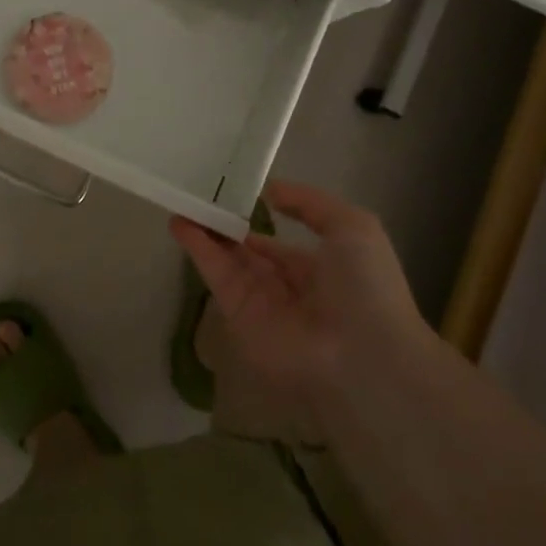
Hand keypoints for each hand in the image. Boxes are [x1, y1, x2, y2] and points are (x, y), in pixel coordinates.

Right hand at [171, 181, 431, 444]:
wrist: (362, 354)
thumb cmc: (366, 286)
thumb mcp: (351, 226)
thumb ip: (310, 203)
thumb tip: (270, 192)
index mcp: (319, 271)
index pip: (280, 247)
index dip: (259, 223)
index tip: (234, 198)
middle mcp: (287, 288)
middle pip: (247, 254)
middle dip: (225, 227)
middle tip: (200, 196)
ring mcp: (261, 303)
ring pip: (227, 260)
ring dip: (204, 232)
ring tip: (181, 200)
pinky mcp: (238, 314)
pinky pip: (216, 275)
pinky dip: (196, 248)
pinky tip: (179, 221)